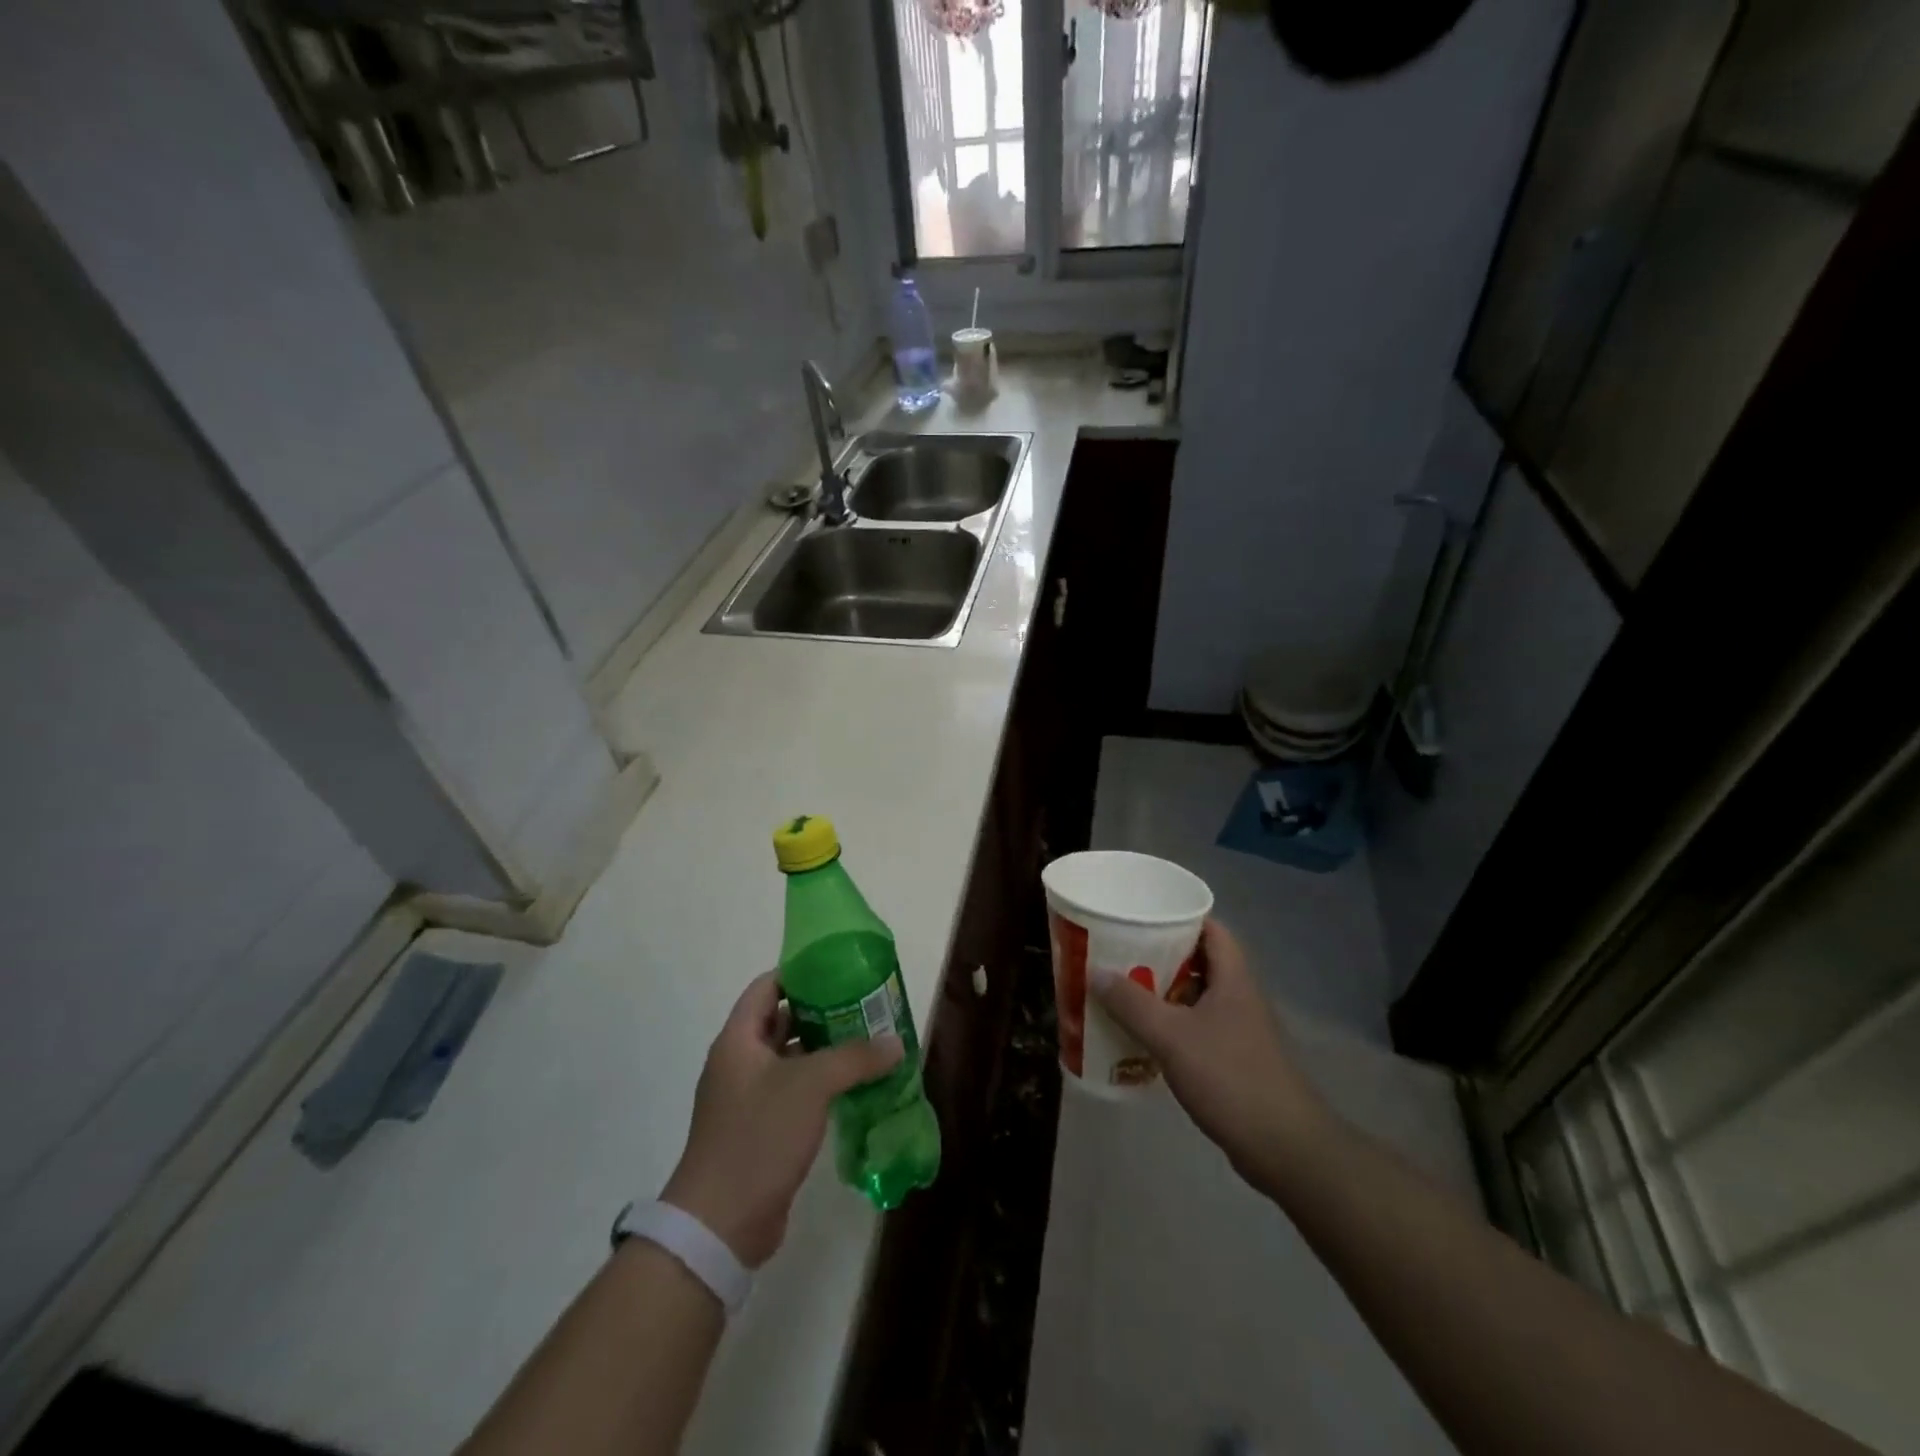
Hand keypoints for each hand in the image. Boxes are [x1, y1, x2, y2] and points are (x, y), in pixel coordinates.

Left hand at [662, 972, 901, 1267]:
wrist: (720, 1224)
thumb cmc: (758, 1136)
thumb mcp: (811, 1086)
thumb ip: (855, 1057)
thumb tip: (896, 1042)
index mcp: (738, 1040)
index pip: (767, 987)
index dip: (799, 973)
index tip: (839, 968)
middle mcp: (739, 1063)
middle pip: (781, 1021)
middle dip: (821, 1011)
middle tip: (864, 1003)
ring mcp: (749, 1098)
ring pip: (791, 1059)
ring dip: (825, 1049)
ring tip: (868, 1039)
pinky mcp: (761, 1130)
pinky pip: (795, 1092)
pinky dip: (821, 1084)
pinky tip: (855, 1085)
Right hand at [1092, 920, 1329, 1186]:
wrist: (1284, 1148)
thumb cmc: (1230, 1077)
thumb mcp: (1172, 1036)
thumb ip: (1132, 1003)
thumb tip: (1095, 972)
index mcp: (1233, 978)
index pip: (1211, 929)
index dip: (1180, 918)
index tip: (1143, 918)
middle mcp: (1239, 997)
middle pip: (1199, 962)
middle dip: (1161, 957)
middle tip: (1121, 955)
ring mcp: (1240, 1030)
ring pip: (1197, 997)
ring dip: (1164, 994)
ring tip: (1124, 992)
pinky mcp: (1235, 1060)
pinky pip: (1198, 1028)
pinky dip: (1172, 1026)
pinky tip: (1144, 1037)